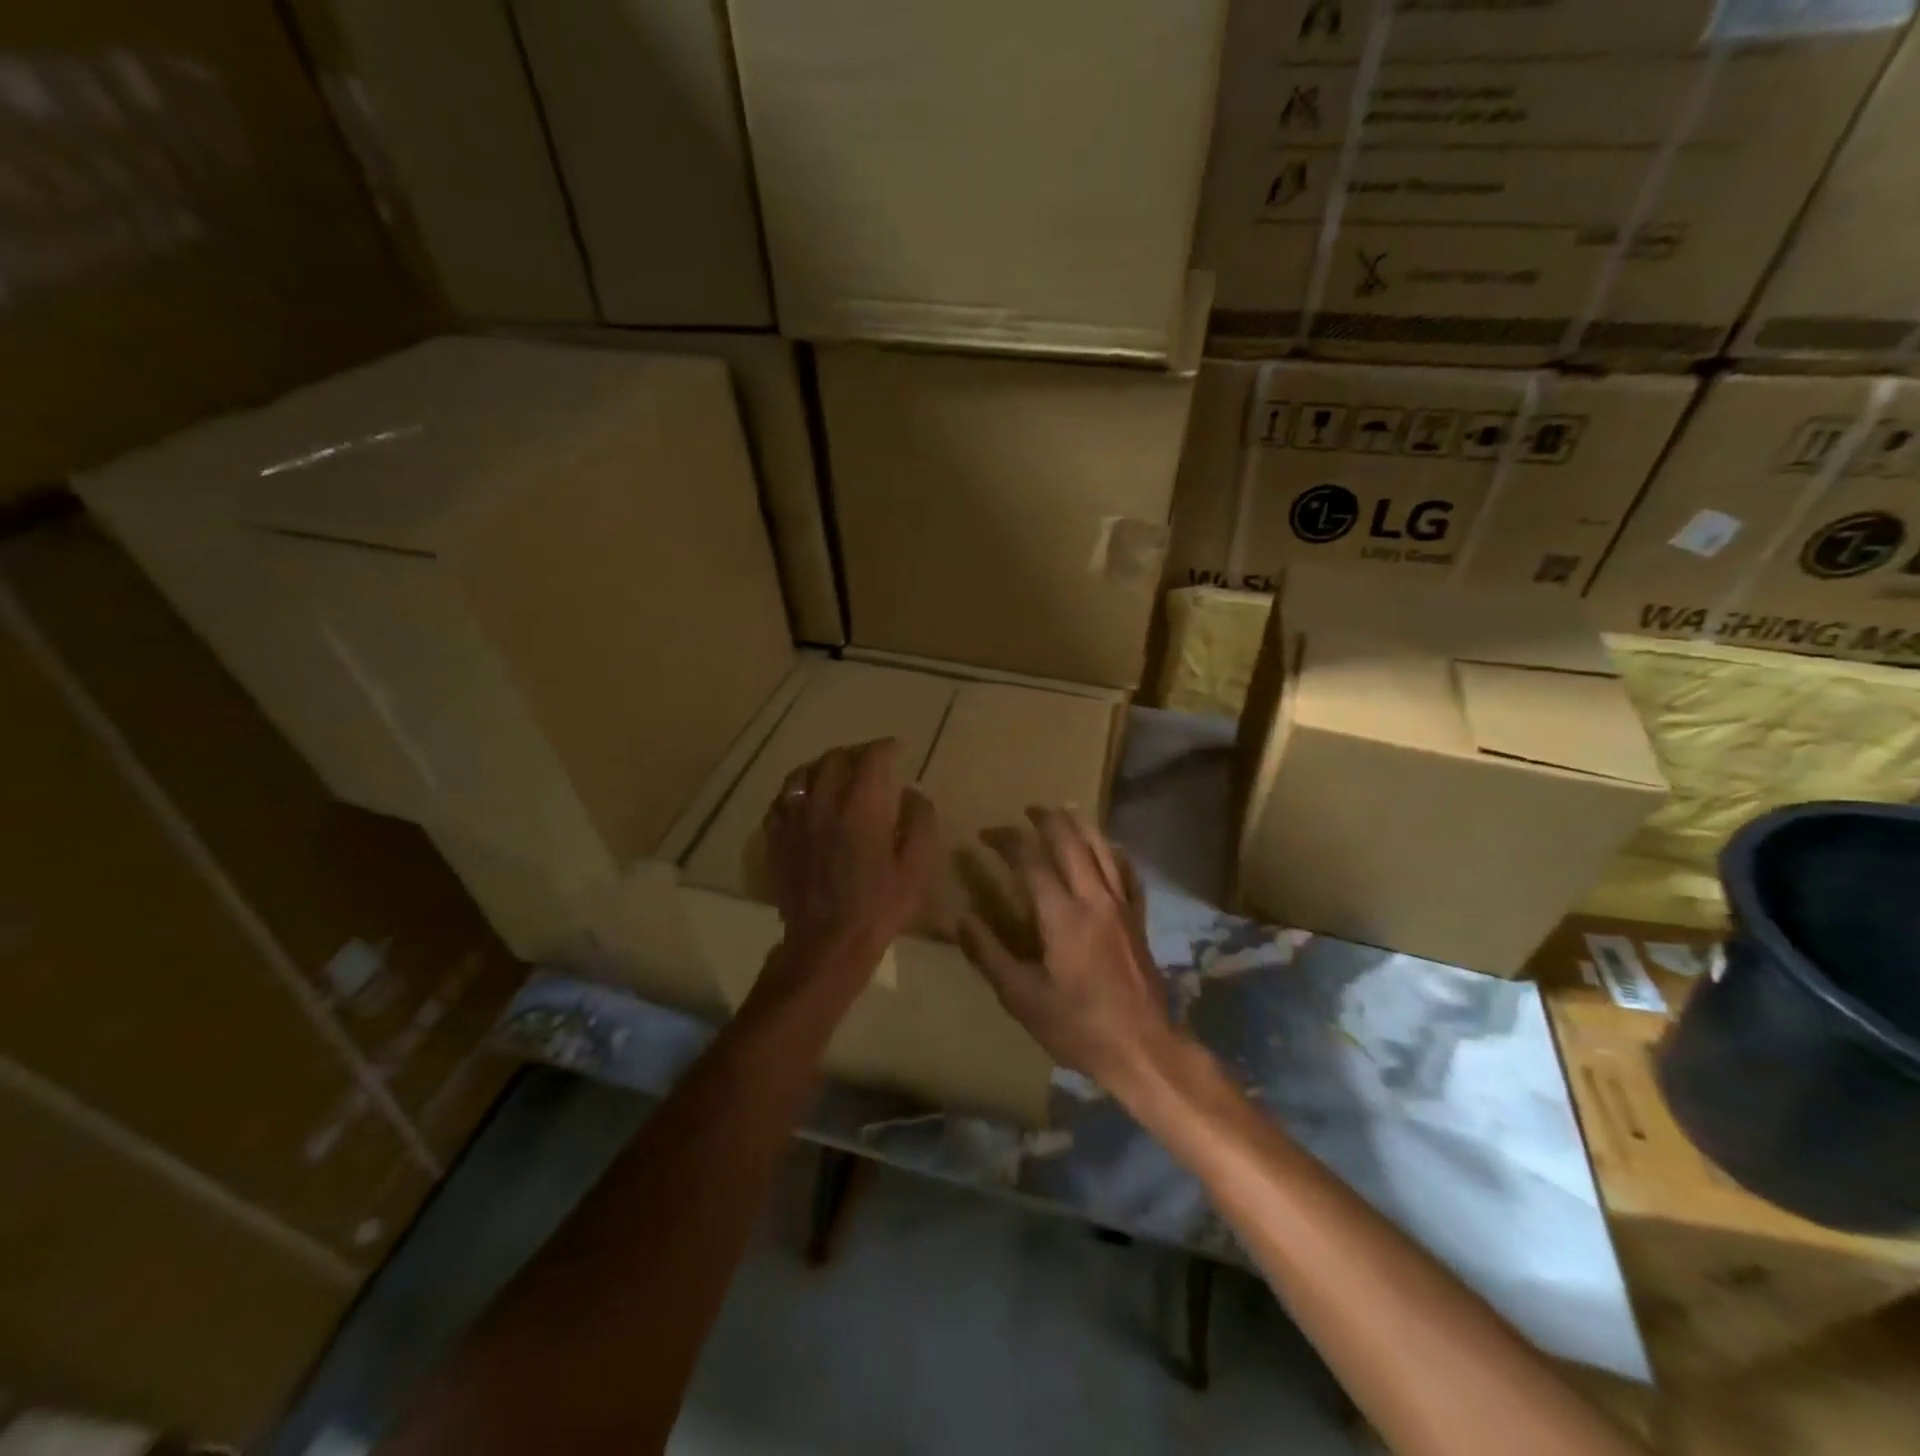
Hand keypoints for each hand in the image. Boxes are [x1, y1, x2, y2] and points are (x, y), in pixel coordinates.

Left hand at [754, 739, 938, 996]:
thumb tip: (911, 792)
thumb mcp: (916, 866)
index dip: (887, 747)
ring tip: (837, 773)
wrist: (827, 944)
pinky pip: (782, 798)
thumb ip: (920, 820)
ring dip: (825, 765)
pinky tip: (808, 799)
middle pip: (836, 757)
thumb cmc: (879, 906)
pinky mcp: (775, 837)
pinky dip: (798, 789)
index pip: (872, 757)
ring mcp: (794, 818)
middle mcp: (824, 802)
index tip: (898, 750)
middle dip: (857, 752)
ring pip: (804, 772)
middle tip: (871, 761)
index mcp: (862, 806)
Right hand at [958, 807, 1184, 1097]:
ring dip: (1082, 826)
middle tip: (1027, 809)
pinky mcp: (1139, 920)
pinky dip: (1115, 853)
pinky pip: (1128, 873)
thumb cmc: (1078, 1027)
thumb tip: (961, 920)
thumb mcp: (1022, 998)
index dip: (1007, 840)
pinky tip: (1109, 848)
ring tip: (1065, 811)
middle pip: (1071, 843)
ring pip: (1103, 850)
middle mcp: (1095, 900)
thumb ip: (989, 956)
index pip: (1032, 861)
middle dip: (1047, 820)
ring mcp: (1122, 907)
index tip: (986, 834)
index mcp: (1063, 916)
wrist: (1143, 1048)